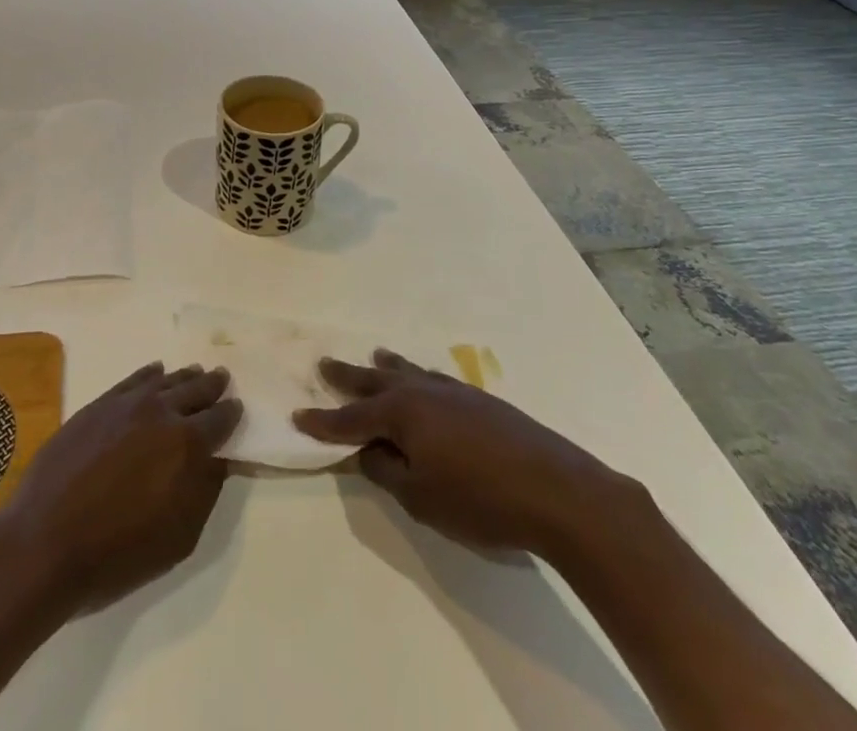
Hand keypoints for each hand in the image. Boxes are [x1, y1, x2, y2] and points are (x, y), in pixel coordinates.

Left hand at [0, 362, 241, 612]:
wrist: (45, 543)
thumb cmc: (117, 553)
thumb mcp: (178, 538)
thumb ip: (205, 491)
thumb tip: (219, 459)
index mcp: (187, 444)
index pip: (220, 418)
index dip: (231, 413)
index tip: (236, 408)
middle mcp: (161, 412)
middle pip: (195, 389)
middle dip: (212, 386)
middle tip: (221, 380)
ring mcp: (127, 403)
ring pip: (165, 380)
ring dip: (184, 378)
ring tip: (195, 374)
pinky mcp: (98, 404)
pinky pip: (133, 379)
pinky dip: (150, 374)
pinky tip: (155, 373)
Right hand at [293, 349, 621, 558]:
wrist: (558, 490)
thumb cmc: (480, 499)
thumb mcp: (420, 497)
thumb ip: (387, 471)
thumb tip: (369, 450)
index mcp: (401, 413)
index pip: (351, 418)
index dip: (323, 421)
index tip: (298, 415)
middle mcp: (422, 391)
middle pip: (376, 381)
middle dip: (348, 377)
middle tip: (324, 364)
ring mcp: (454, 391)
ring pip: (410, 372)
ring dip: (387, 367)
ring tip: (375, 356)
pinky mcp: (482, 400)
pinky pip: (436, 379)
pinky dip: (420, 376)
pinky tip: (427, 381)